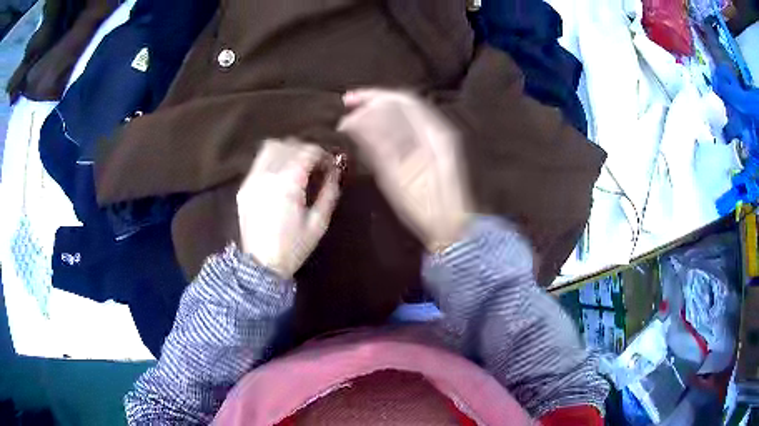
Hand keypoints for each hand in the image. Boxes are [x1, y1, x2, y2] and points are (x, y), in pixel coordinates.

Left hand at [237, 140, 340, 277]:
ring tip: (297, 164)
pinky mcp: (244, 187)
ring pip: (271, 148)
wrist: (261, 265)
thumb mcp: (318, 223)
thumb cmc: (293, 247)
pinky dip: (273, 160)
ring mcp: (252, 179)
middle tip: (316, 164)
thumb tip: (334, 173)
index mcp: (288, 182)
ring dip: (287, 150)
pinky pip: (259, 163)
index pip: (307, 151)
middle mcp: (268, 174)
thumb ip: (329, 193)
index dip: (322, 153)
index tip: (330, 163)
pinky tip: (280, 175)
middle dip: (306, 150)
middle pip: (289, 145)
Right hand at [338, 89, 471, 251]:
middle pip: (402, 105)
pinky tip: (369, 133)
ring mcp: (435, 139)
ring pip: (402, 117)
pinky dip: (385, 128)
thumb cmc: (426, 205)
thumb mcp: (397, 176)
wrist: (450, 225)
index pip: (401, 101)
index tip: (349, 101)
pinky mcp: (430, 151)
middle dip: (373, 102)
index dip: (373, 96)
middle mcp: (436, 129)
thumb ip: (377, 144)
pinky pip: (405, 131)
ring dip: (377, 115)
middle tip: (347, 106)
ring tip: (352, 122)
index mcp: (433, 132)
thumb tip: (354, 120)